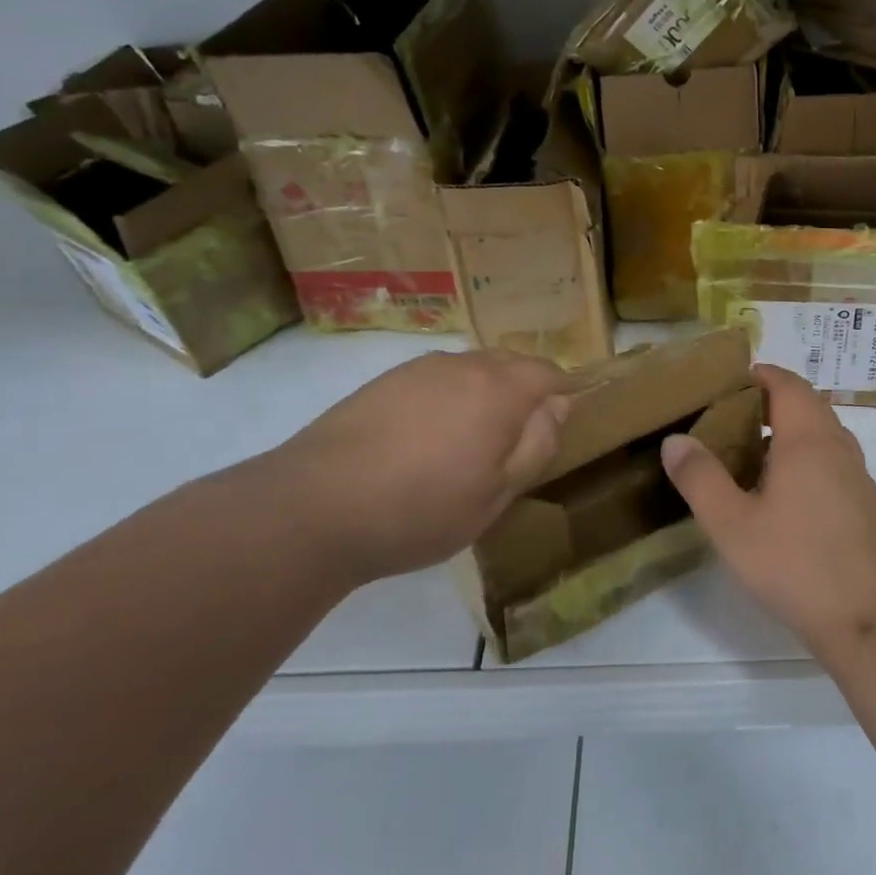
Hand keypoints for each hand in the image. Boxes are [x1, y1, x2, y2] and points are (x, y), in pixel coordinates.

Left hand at [242, 348, 572, 581]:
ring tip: (468, 442)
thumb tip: (557, 407)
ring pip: (471, 370)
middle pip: (511, 365)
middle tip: (515, 441)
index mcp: (500, 390)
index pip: (549, 373)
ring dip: (483, 394)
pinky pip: (435, 379)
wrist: (313, 507)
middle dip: (524, 392)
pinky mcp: (384, 382)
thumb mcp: (497, 494)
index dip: (562, 395)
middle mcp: (464, 366)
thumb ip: (537, 446)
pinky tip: (425, 439)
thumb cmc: (421, 509)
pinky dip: (446, 399)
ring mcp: (419, 369)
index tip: (556, 428)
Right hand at [659, 364, 875, 657]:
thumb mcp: (732, 524)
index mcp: (807, 439)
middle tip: (728, 418)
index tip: (727, 383)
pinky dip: (804, 457)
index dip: (760, 375)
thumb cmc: (796, 564)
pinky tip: (781, 493)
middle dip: (769, 401)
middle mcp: (837, 446)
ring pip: (821, 433)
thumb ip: (700, 478)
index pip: (787, 383)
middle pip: (806, 404)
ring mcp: (856, 474)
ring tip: (748, 454)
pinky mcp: (864, 503)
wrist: (870, 620)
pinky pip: (831, 460)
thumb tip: (675, 439)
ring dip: (788, 431)